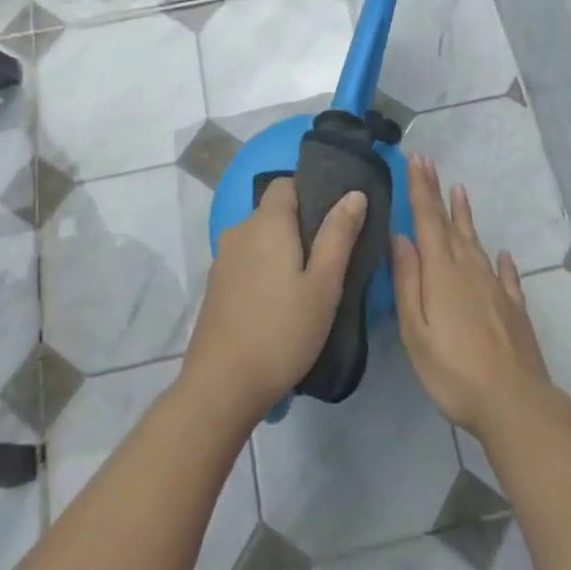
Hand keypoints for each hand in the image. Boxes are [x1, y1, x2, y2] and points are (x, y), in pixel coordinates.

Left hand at [183, 178, 366, 419]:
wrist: (222, 386)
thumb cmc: (282, 330)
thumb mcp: (324, 284)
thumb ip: (339, 235)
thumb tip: (354, 194)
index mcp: (266, 222)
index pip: (286, 183)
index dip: (311, 191)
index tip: (335, 218)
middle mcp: (239, 231)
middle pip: (273, 211)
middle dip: (301, 225)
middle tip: (331, 257)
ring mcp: (223, 259)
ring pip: (260, 239)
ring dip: (282, 250)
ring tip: (309, 282)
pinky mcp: (216, 286)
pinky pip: (247, 261)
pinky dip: (265, 269)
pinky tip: (280, 302)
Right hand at [392, 154, 551, 438]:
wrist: (514, 402)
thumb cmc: (453, 371)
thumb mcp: (415, 331)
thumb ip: (408, 281)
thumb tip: (401, 237)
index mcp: (442, 272)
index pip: (427, 220)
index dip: (421, 188)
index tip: (416, 159)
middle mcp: (469, 270)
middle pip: (450, 224)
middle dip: (437, 192)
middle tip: (429, 164)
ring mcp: (495, 287)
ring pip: (477, 242)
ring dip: (466, 216)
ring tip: (461, 191)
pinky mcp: (514, 308)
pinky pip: (506, 275)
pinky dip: (502, 261)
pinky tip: (503, 254)